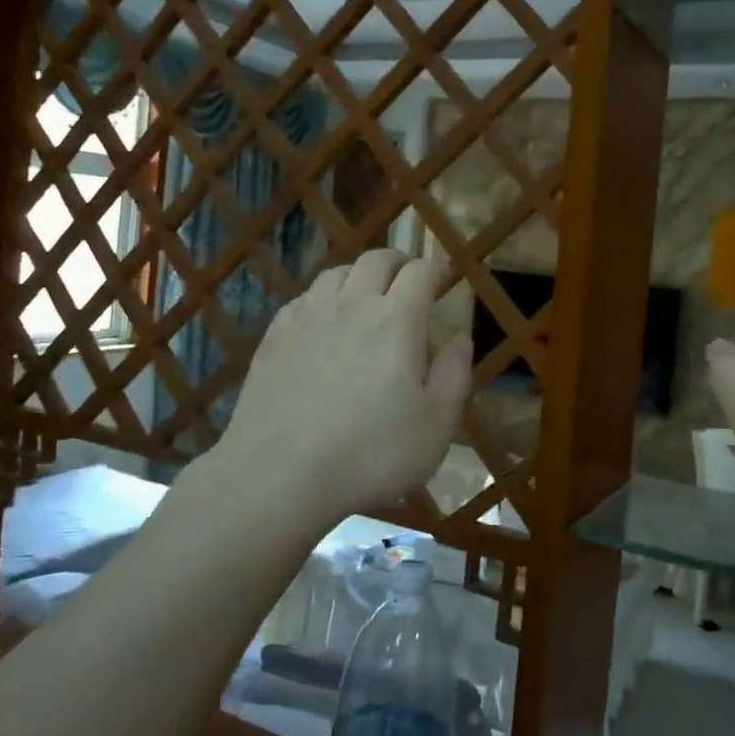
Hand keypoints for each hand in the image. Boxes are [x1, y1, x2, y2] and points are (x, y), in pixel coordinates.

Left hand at [210, 248, 470, 526]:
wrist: (279, 475)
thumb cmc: (370, 454)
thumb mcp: (435, 425)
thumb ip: (454, 376)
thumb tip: (460, 339)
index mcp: (396, 320)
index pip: (420, 272)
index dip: (436, 270)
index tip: (443, 279)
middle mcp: (351, 305)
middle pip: (376, 260)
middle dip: (399, 263)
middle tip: (408, 280)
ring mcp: (307, 318)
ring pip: (336, 273)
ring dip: (358, 276)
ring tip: (366, 296)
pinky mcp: (274, 338)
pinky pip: (303, 299)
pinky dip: (322, 298)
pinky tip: (322, 321)